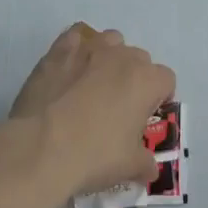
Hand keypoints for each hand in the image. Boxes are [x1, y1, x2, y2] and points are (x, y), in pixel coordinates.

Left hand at [12, 23, 176, 200]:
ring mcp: (89, 48)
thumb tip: (150, 168)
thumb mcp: (129, 167)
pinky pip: (76, 38)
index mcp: (145, 81)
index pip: (166, 80)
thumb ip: (146, 163)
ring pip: (110, 41)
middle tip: (118, 107)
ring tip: (94, 85)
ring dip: (109, 58)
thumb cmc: (93, 155)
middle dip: (134, 78)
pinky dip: (77, 50)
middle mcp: (122, 56)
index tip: (145, 116)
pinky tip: (69, 71)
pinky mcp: (60, 49)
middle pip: (139, 59)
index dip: (159, 97)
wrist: (40, 146)